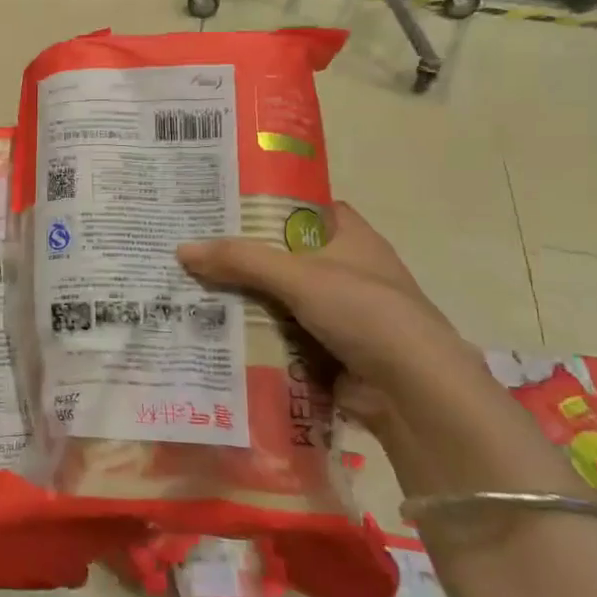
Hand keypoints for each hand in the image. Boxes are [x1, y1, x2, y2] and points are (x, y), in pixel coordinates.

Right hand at [176, 203, 482, 428]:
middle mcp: (347, 271)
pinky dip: (256, 336)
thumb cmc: (365, 313)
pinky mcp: (331, 351)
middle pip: (285, 255)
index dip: (268, 203)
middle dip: (244, 257)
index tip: (224, 205)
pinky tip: (216, 333)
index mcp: (352, 238)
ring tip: (192, 290)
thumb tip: (182, 249)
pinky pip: (283, 336)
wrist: (414, 393)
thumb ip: (241, 260)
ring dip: (245, 300)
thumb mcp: (299, 276)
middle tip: (194, 250)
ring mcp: (341, 314)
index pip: (305, 208)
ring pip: (281, 298)